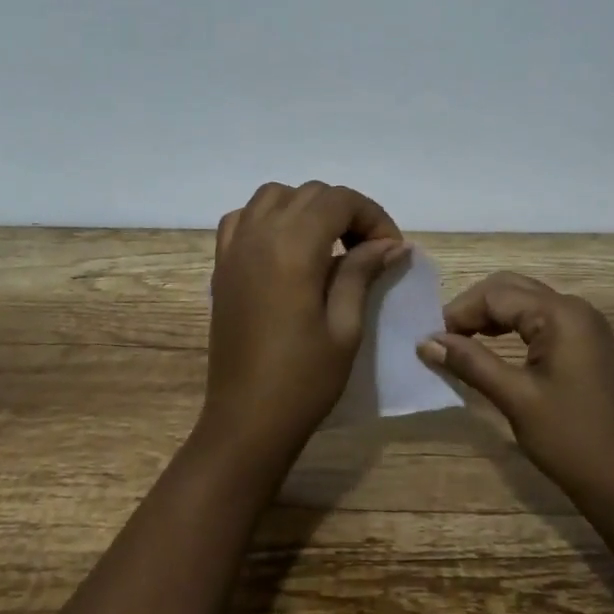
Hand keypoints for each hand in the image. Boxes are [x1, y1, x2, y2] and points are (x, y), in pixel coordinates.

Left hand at [201, 181, 407, 475]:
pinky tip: (284, 247)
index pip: (339, 200)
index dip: (372, 216)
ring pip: (274, 196)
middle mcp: (259, 235)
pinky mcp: (221, 265)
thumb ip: (362, 273)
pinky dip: (267, 218)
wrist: (246, 419)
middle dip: (346, 211)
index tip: (391, 250)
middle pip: (309, 194)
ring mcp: (235, 248)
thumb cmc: (304, 379)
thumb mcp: (345, 326)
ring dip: (306, 208)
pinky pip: (242, 218)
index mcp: (292, 247)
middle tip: (368, 251)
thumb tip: (391, 243)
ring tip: (328, 244)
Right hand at [418, 272, 613, 512]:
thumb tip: (425, 341)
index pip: (496, 295)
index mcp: (561, 314)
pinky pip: (540, 320)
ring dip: (491, 316)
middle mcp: (575, 308)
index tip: (430, 340)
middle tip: (443, 339)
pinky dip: (512, 327)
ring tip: (461, 343)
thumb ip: (470, 362)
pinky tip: (493, 347)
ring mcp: (584, 326)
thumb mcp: (515, 398)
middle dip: (473, 308)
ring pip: (525, 302)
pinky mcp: (586, 345)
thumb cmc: (571, 440)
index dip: (459, 312)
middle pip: (511, 289)